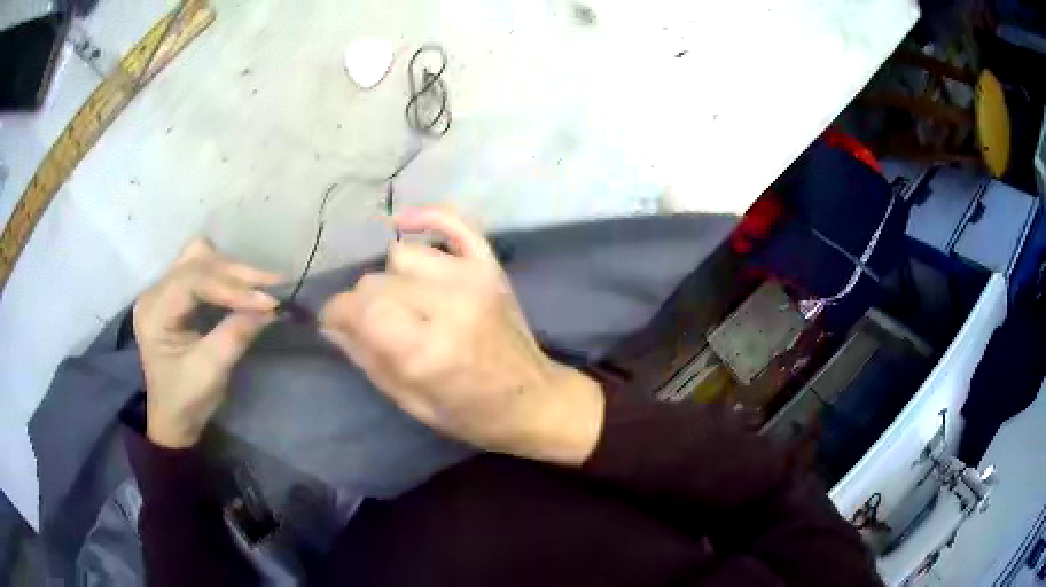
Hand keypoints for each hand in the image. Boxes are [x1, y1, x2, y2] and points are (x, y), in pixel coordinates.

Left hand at [134, 239, 280, 447]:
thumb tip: (270, 308)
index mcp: (154, 311)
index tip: (268, 301)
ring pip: (202, 258)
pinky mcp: (177, 294)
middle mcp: (156, 291)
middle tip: (274, 286)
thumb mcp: (211, 371)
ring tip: (261, 286)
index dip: (232, 287)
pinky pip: (203, 269)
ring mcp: (165, 290)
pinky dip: (227, 277)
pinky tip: (245, 289)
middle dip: (237, 274)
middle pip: (198, 261)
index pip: (194, 280)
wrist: (173, 418)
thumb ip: (236, 335)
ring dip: (233, 270)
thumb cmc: (186, 399)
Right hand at [320, 208, 604, 465]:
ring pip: (402, 254)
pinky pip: (451, 221)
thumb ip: (365, 357)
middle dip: (365, 305)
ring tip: (407, 302)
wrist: (533, 399)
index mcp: (427, 349)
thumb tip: (331, 323)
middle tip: (377, 326)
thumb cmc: (470, 413)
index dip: (337, 314)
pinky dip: (425, 217)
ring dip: (394, 279)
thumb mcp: (409, 401)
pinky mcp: (490, 264)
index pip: (359, 309)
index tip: (336, 324)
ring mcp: (473, 276)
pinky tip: (403, 223)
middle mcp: (449, 303)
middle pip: (376, 281)